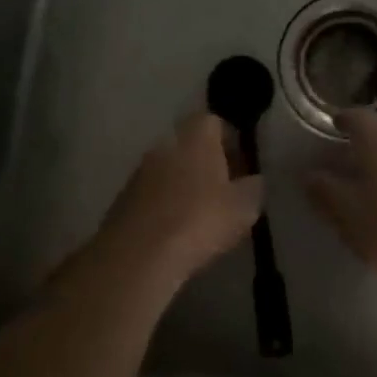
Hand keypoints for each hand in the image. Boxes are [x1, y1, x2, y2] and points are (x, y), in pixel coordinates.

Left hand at [98, 115, 262, 290]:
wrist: (139, 254)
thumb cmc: (200, 219)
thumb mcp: (244, 206)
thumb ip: (254, 187)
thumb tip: (253, 180)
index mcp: (195, 136)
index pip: (215, 122)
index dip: (231, 142)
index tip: (242, 168)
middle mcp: (165, 144)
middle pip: (190, 145)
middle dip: (207, 165)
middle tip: (225, 193)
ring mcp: (140, 171)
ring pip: (170, 170)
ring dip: (185, 186)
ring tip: (201, 217)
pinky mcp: (123, 199)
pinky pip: (153, 195)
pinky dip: (165, 206)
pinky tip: (176, 233)